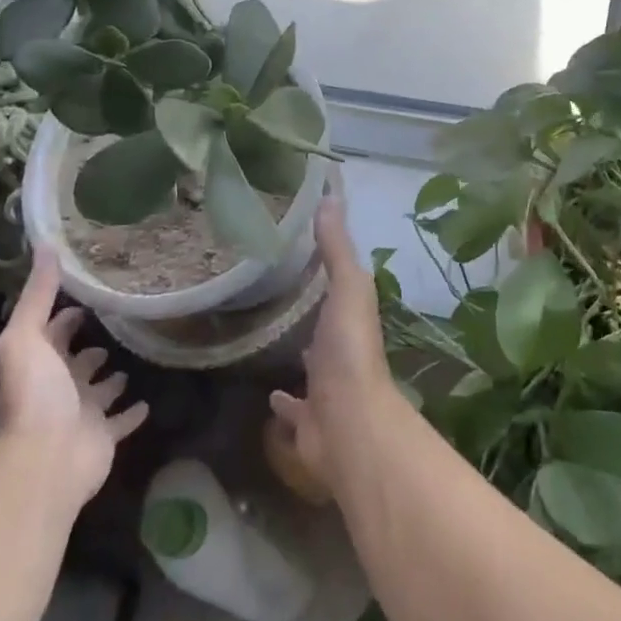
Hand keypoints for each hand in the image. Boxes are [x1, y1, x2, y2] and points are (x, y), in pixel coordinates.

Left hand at [0, 247, 147, 504]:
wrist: (47, 457)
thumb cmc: (36, 393)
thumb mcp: (26, 336)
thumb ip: (38, 293)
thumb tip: (45, 244)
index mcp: (41, 362)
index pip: (53, 332)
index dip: (66, 316)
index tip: (89, 296)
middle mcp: (60, 385)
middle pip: (77, 362)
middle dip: (91, 348)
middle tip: (116, 326)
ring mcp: (84, 412)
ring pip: (101, 391)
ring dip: (112, 380)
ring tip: (132, 360)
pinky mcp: (105, 436)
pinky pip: (122, 422)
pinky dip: (133, 413)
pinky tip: (149, 402)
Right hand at [270, 197, 397, 494]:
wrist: (348, 425)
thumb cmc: (349, 350)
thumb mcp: (348, 288)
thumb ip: (337, 248)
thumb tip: (330, 195)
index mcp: (352, 318)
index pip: (340, 287)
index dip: (324, 271)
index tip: (296, 251)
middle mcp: (342, 353)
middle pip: (323, 328)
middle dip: (307, 314)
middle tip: (274, 293)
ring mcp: (326, 390)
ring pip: (310, 367)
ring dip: (298, 355)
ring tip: (269, 338)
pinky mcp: (308, 422)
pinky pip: (293, 409)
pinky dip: (283, 402)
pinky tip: (268, 393)